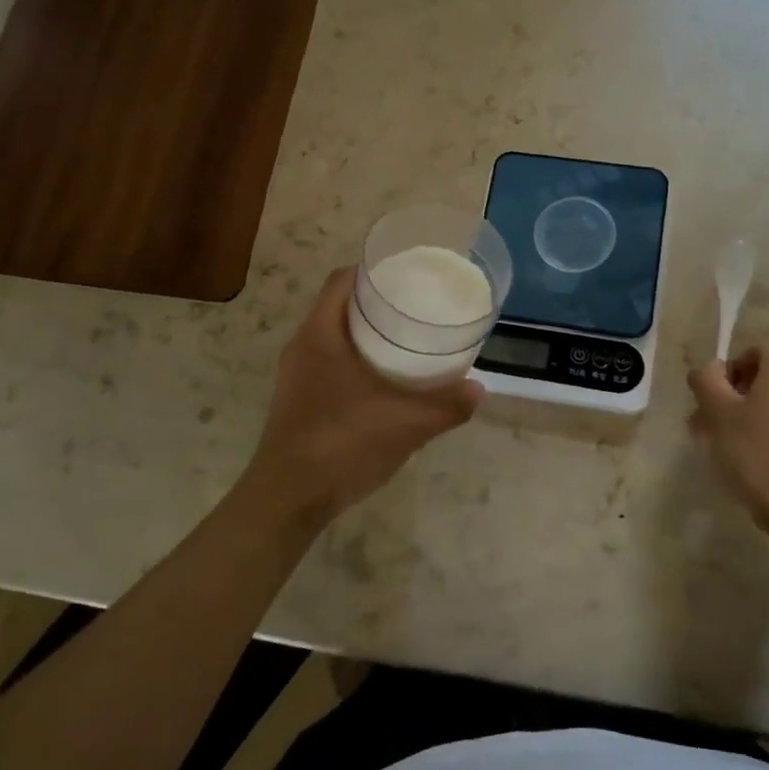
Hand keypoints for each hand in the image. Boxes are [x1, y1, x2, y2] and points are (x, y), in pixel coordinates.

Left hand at [243, 268, 483, 522]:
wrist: (289, 498)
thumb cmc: (343, 445)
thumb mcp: (405, 424)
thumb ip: (446, 405)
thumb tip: (480, 390)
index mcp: (320, 334)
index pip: (341, 281)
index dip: (372, 271)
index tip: (406, 274)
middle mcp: (302, 346)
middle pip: (338, 306)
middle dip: (376, 303)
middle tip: (416, 307)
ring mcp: (296, 375)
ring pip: (333, 337)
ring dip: (366, 334)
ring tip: (406, 340)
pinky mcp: (297, 400)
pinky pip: (329, 363)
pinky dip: (356, 360)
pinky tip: (384, 382)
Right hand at [688, 345, 768, 539]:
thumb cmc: (758, 455)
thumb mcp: (718, 413)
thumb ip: (706, 379)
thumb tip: (710, 369)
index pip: (754, 350)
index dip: (728, 373)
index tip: (713, 403)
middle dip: (739, 397)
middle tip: (714, 427)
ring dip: (759, 415)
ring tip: (734, 447)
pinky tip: (763, 459)